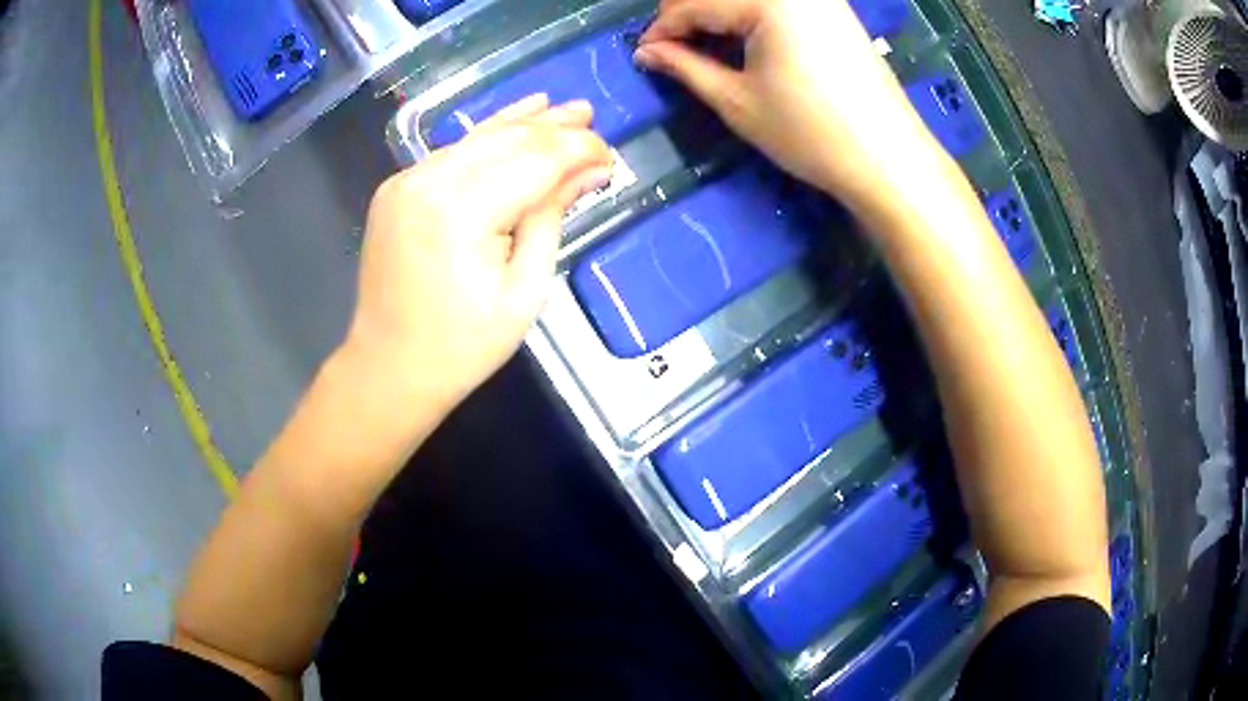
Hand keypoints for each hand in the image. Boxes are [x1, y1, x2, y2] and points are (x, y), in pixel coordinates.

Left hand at [343, 96, 612, 412]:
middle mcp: (429, 181)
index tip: (610, 157)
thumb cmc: (464, 345)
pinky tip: (511, 124)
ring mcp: (406, 181)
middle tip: (591, 116)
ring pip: (476, 138)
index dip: (578, 150)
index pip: (535, 159)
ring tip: (560, 109)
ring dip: (521, 124)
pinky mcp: (397, 188)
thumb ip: (552, 217)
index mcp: (462, 211)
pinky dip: (485, 141)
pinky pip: (451, 154)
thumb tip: (591, 170)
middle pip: (506, 139)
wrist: (389, 367)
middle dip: (553, 128)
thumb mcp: (525, 289)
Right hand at [635, 0, 940, 209]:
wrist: (889, 159)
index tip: (645, 56)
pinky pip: (778, 3)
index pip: (693, 3)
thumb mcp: (737, 100)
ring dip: (719, 15)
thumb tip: (647, 52)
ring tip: (707, 49)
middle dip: (689, 17)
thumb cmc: (810, 132)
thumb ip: (685, 67)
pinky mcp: (835, 9)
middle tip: (673, 52)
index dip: (662, 29)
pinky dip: (751, 16)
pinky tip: (746, 42)